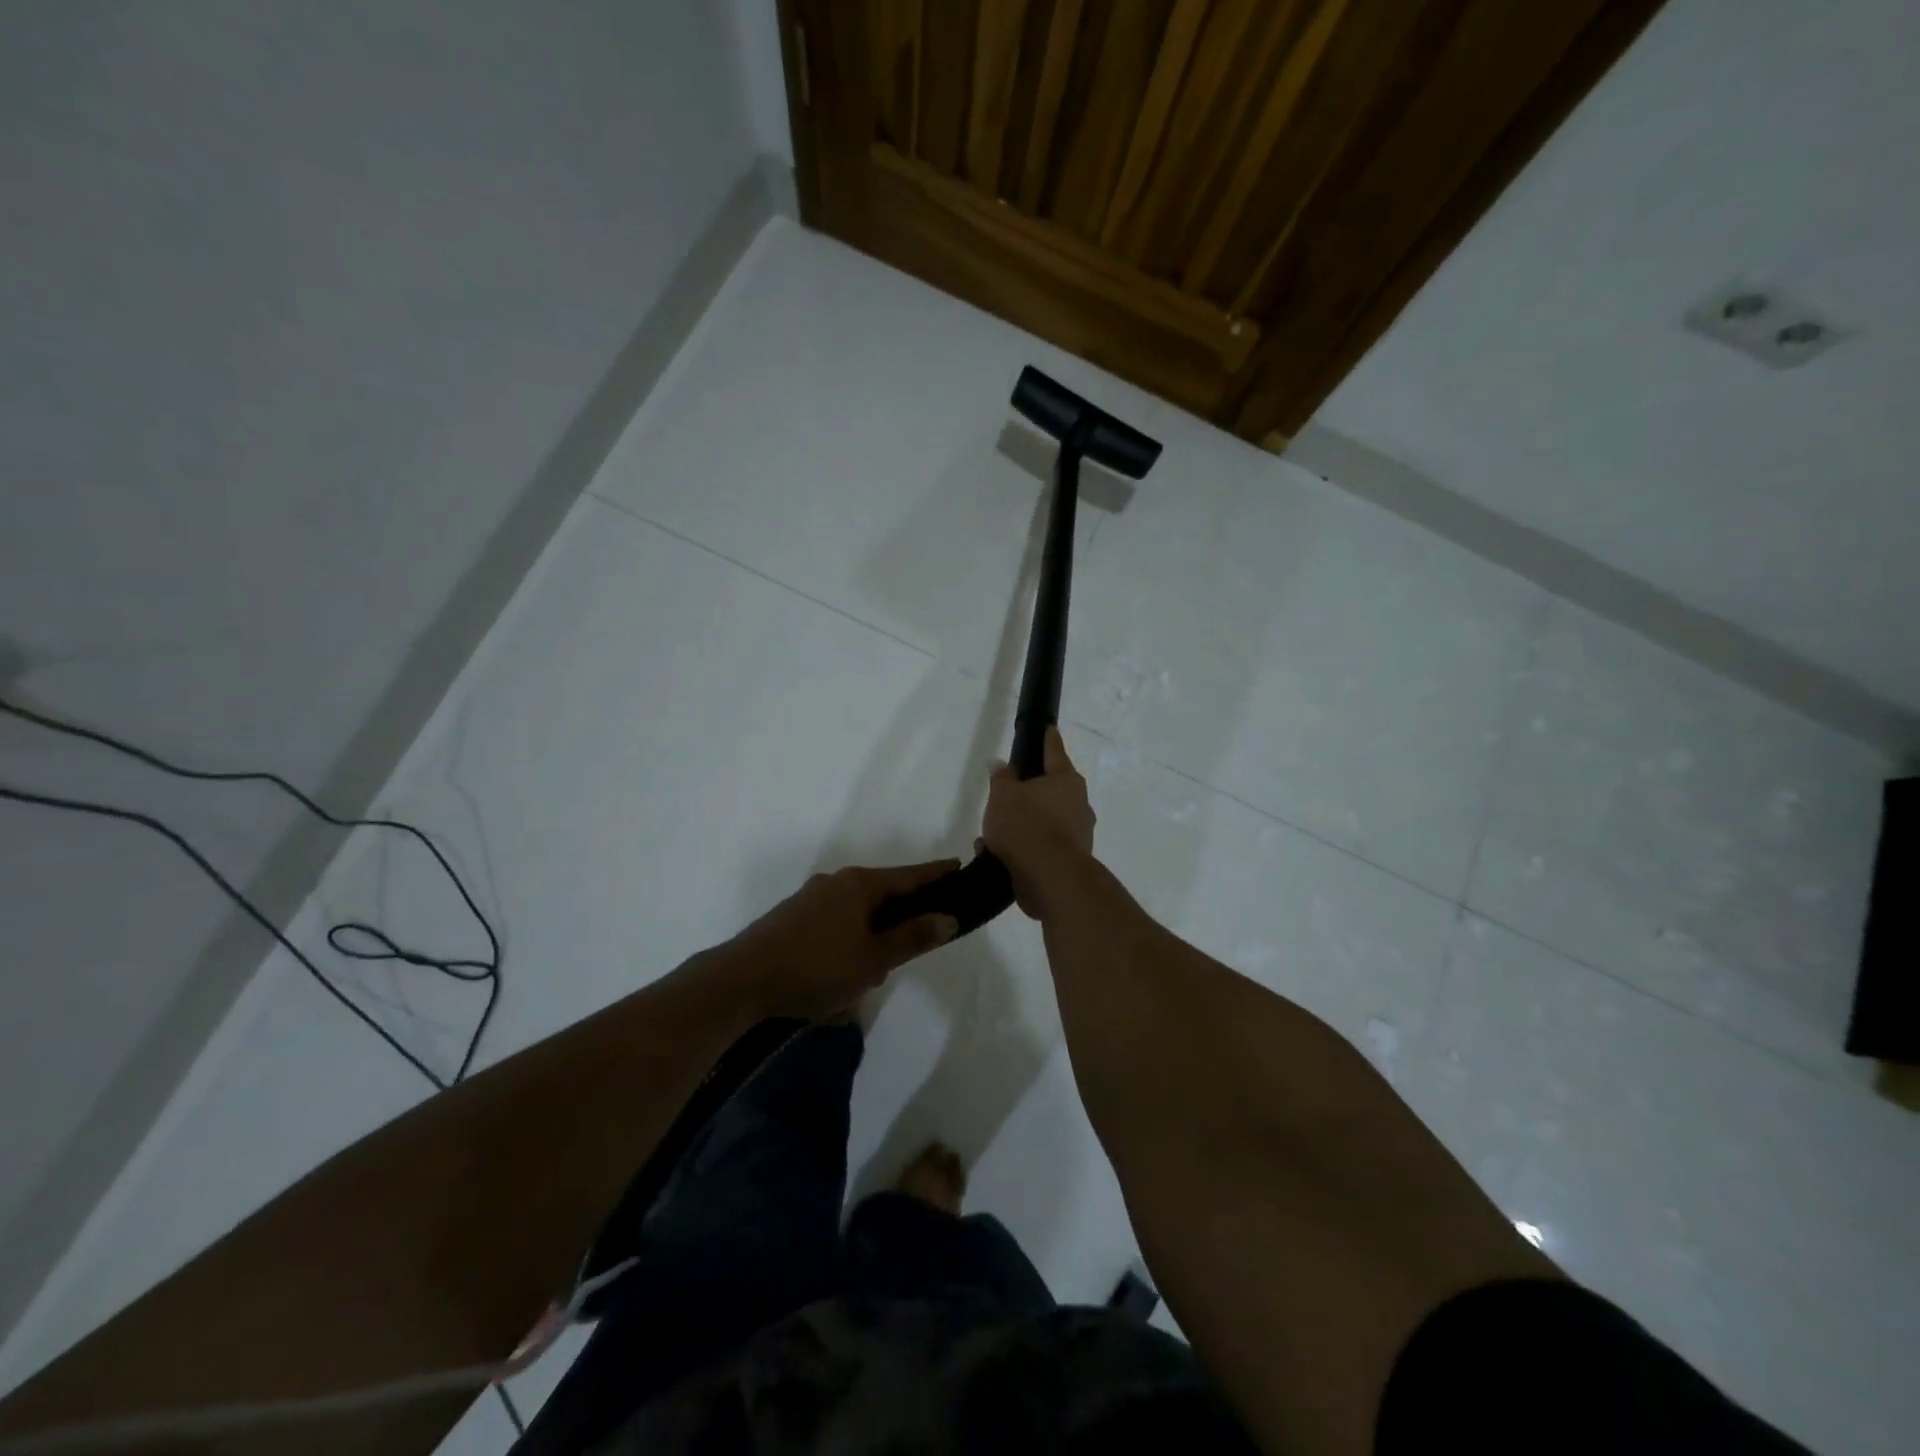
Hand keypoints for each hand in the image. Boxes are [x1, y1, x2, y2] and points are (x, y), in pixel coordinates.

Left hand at [727, 860, 960, 1020]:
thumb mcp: (874, 959)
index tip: (959, 868)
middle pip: (882, 894)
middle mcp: (836, 882)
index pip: (910, 875)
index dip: (936, 874)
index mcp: (860, 885)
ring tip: (866, 978)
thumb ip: (913, 937)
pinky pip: (833, 926)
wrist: (741, 981)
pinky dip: (845, 945)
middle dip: (899, 921)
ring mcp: (810, 898)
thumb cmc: (817, 968)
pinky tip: (837, 978)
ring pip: (856, 914)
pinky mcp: (791, 918)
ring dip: (870, 939)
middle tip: (907, 952)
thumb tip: (948, 917)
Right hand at [980, 727, 1095, 918]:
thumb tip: (1002, 765)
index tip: (1049, 729)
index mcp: (1066, 780)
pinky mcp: (1070, 861)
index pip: (1054, 751)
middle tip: (1006, 794)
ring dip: (1021, 825)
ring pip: (1044, 820)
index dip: (1048, 739)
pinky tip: (997, 855)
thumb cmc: (1026, 826)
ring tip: (991, 835)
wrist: (1049, 878)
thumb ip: (1001, 778)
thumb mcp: (1003, 796)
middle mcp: (1078, 804)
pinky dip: (1023, 847)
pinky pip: (1041, 845)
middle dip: (1028, 792)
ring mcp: (1078, 834)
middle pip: (1051, 790)